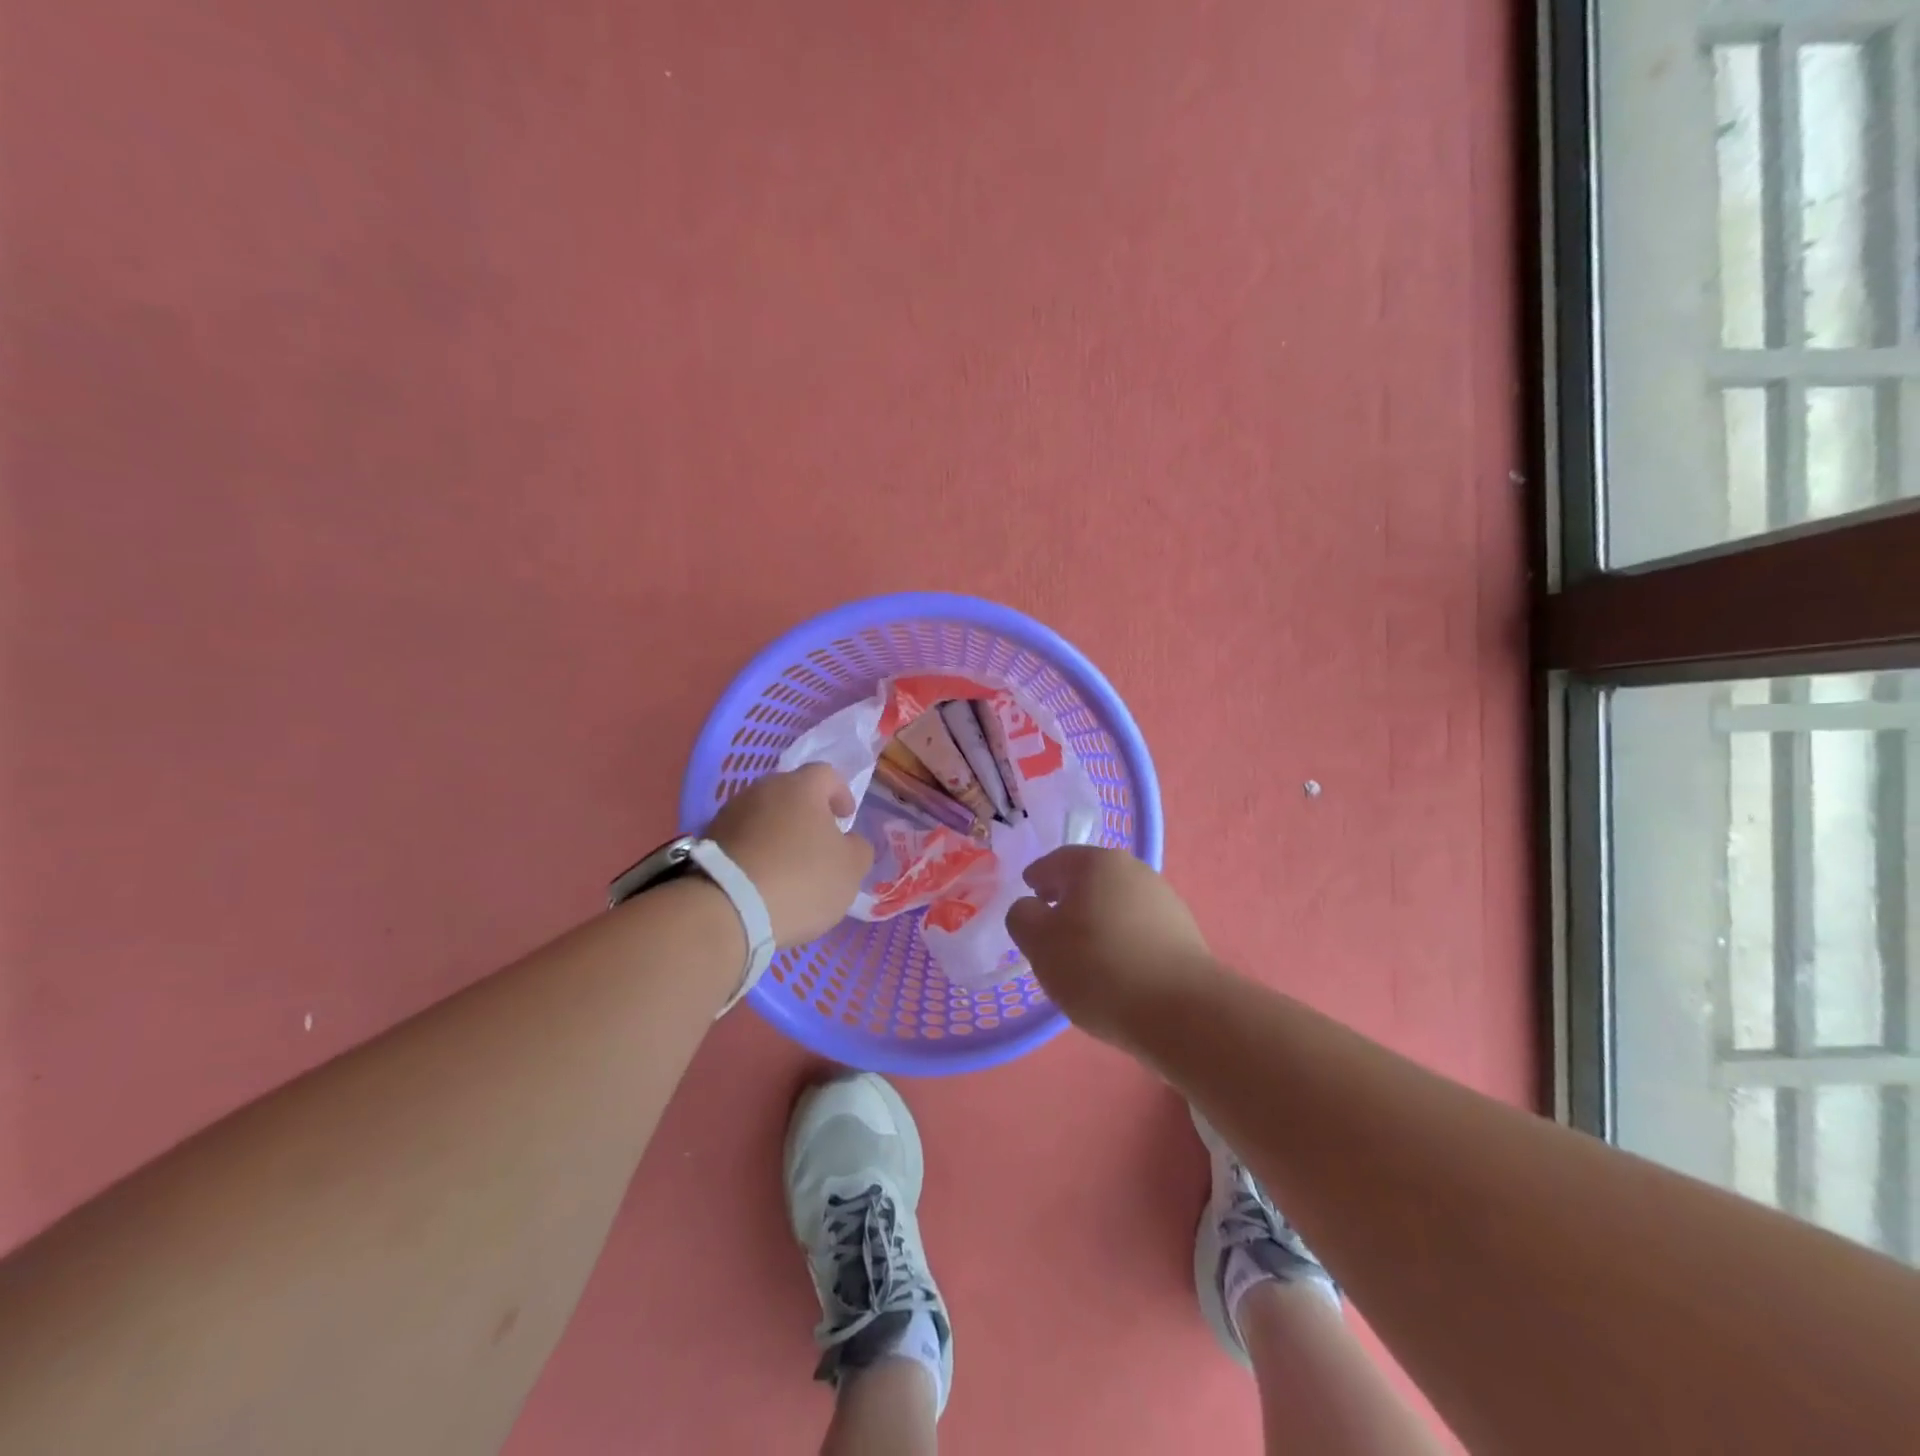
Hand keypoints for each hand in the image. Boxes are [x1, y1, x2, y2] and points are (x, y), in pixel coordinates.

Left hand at [705, 764, 873, 945]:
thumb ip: (858, 848)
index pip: (827, 774)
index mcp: (801, 787)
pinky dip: (755, 852)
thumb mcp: (850, 868)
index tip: (846, 817)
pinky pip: (742, 839)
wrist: (726, 908)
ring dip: (778, 833)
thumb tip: (849, 842)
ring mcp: (730, 813)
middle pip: (791, 793)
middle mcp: (763, 790)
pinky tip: (762, 880)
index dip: (840, 793)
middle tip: (818, 842)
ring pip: (764, 815)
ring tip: (787, 866)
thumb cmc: (801, 879)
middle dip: (807, 813)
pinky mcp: (708, 841)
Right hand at [1005, 846, 1215, 1046]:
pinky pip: (1138, 928)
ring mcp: (1163, 899)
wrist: (1182, 1010)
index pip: (1055, 861)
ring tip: (1083, 956)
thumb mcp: (1040, 944)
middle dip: (1067, 899)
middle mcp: (1133, 870)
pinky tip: (1116, 970)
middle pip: (1089, 879)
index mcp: (1096, 863)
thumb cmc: (1099, 968)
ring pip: (1115, 904)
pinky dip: (1121, 940)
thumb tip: (1031, 908)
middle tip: (1050, 928)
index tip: (1028, 897)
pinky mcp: (1183, 932)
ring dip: (1096, 921)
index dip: (1037, 878)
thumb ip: (1023, 917)